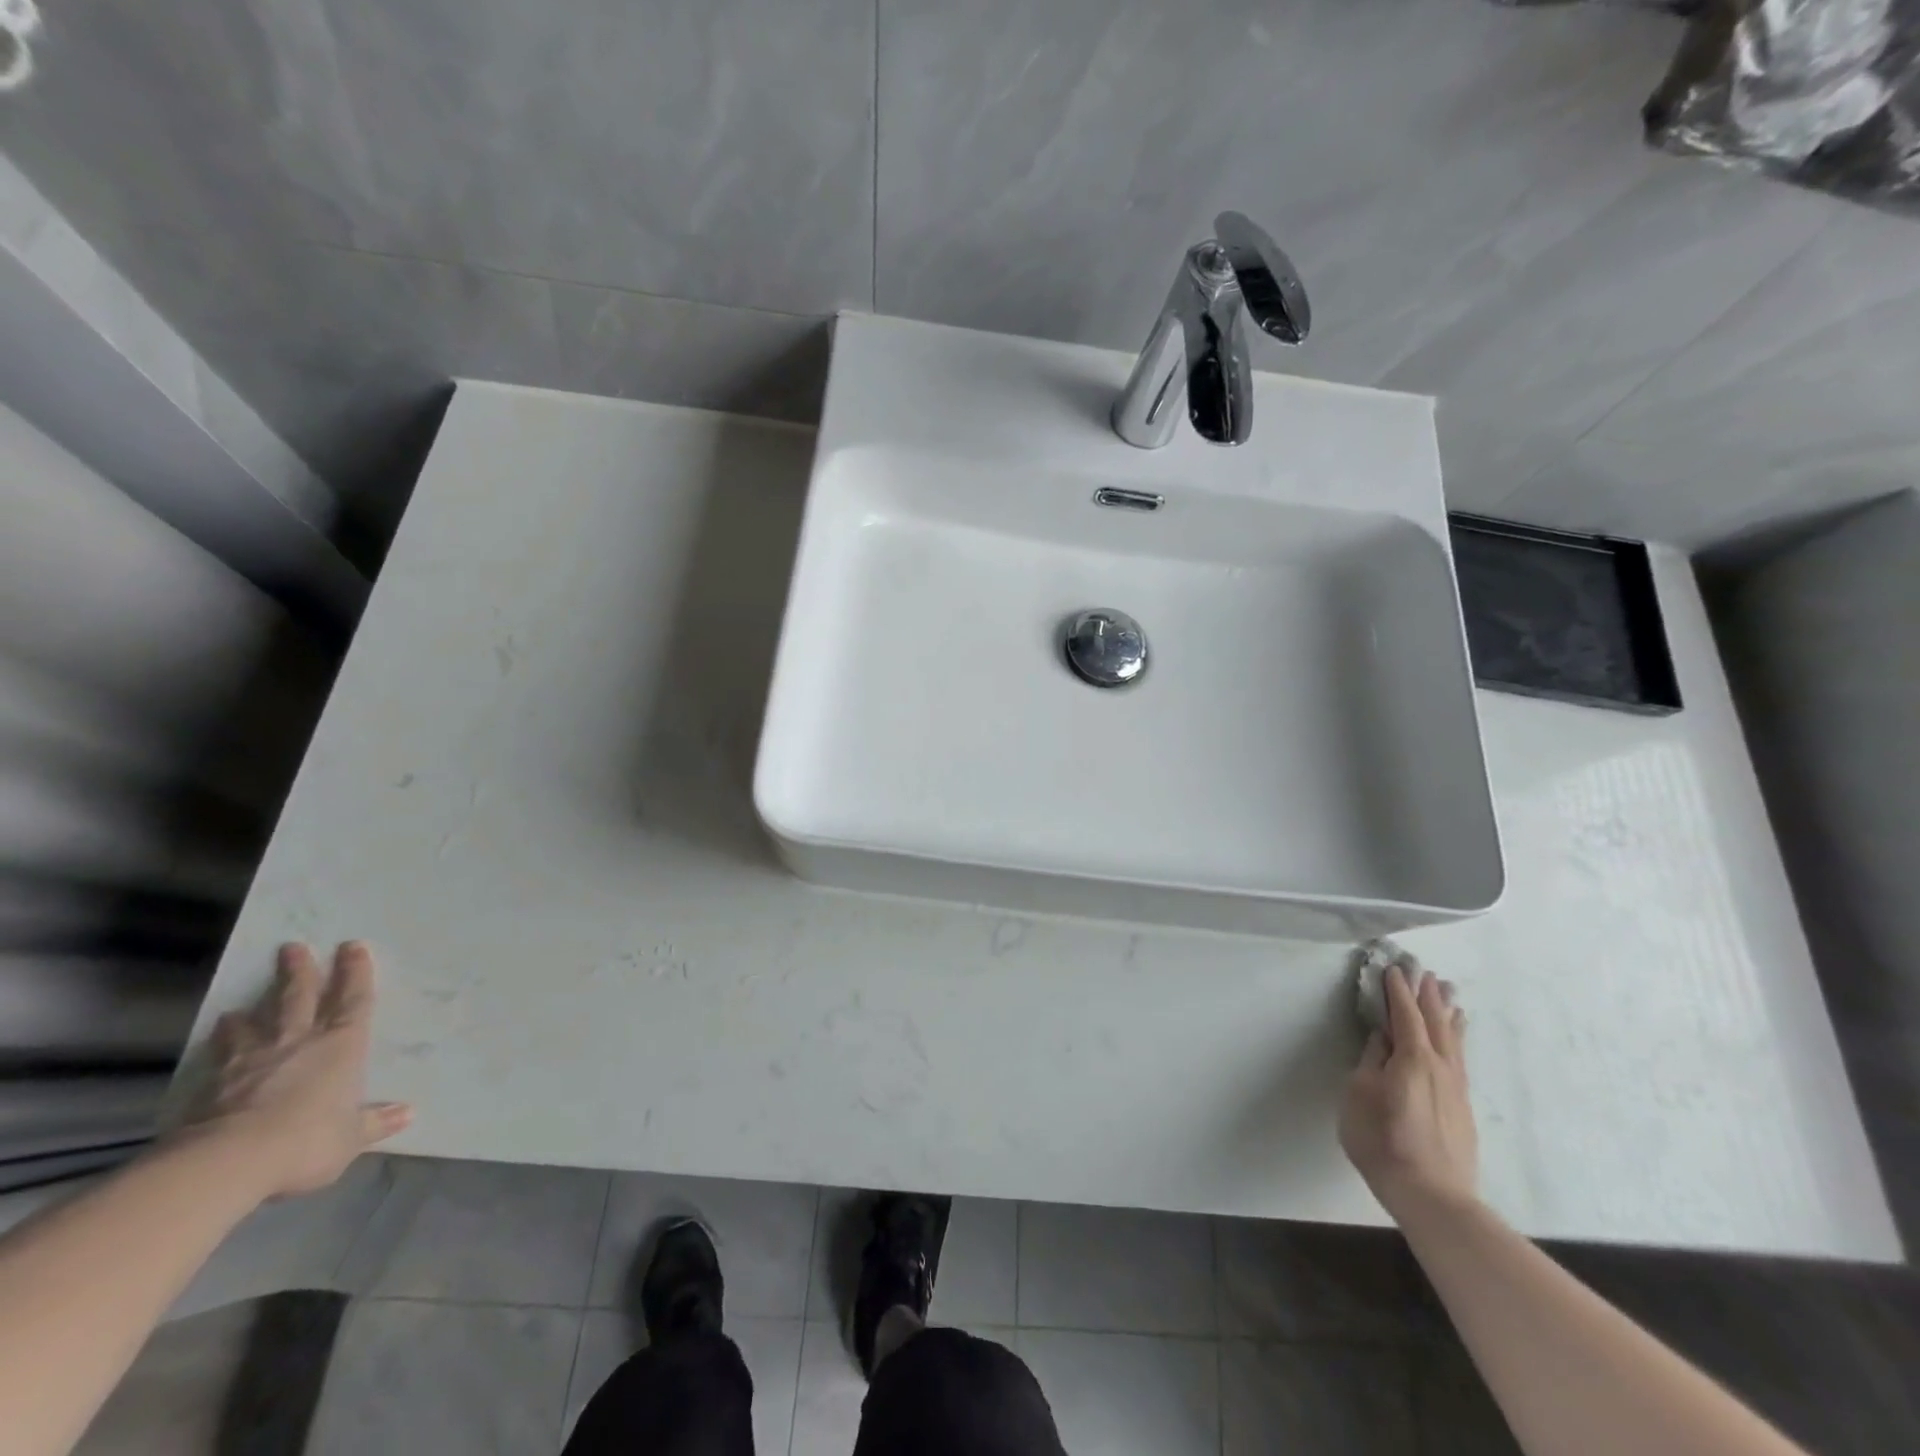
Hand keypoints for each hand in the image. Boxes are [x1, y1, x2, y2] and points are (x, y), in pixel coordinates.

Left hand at [178, 942, 412, 1198]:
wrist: (228, 1161)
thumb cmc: (307, 1140)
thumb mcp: (351, 1136)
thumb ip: (376, 1121)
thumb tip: (409, 1113)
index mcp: (342, 1045)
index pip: (353, 1000)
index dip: (356, 973)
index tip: (352, 946)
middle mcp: (299, 1041)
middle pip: (299, 998)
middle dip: (300, 971)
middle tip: (293, 947)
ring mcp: (253, 1059)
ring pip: (255, 1022)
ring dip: (253, 1009)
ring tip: (243, 1003)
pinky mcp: (214, 1082)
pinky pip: (221, 1053)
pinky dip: (221, 1040)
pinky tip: (219, 1033)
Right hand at [1339, 961, 1477, 1222]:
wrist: (1432, 1196)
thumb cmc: (1383, 1140)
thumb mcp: (1359, 1095)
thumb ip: (1370, 1062)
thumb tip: (1381, 1039)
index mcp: (1412, 1057)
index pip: (1404, 1014)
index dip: (1396, 990)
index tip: (1392, 967)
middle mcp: (1440, 1065)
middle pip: (1434, 1021)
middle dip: (1426, 994)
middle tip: (1424, 970)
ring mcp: (1456, 1086)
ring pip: (1453, 1038)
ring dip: (1447, 1012)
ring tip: (1448, 993)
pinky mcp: (1462, 1105)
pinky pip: (1460, 1056)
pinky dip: (1457, 1037)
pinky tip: (1457, 1036)